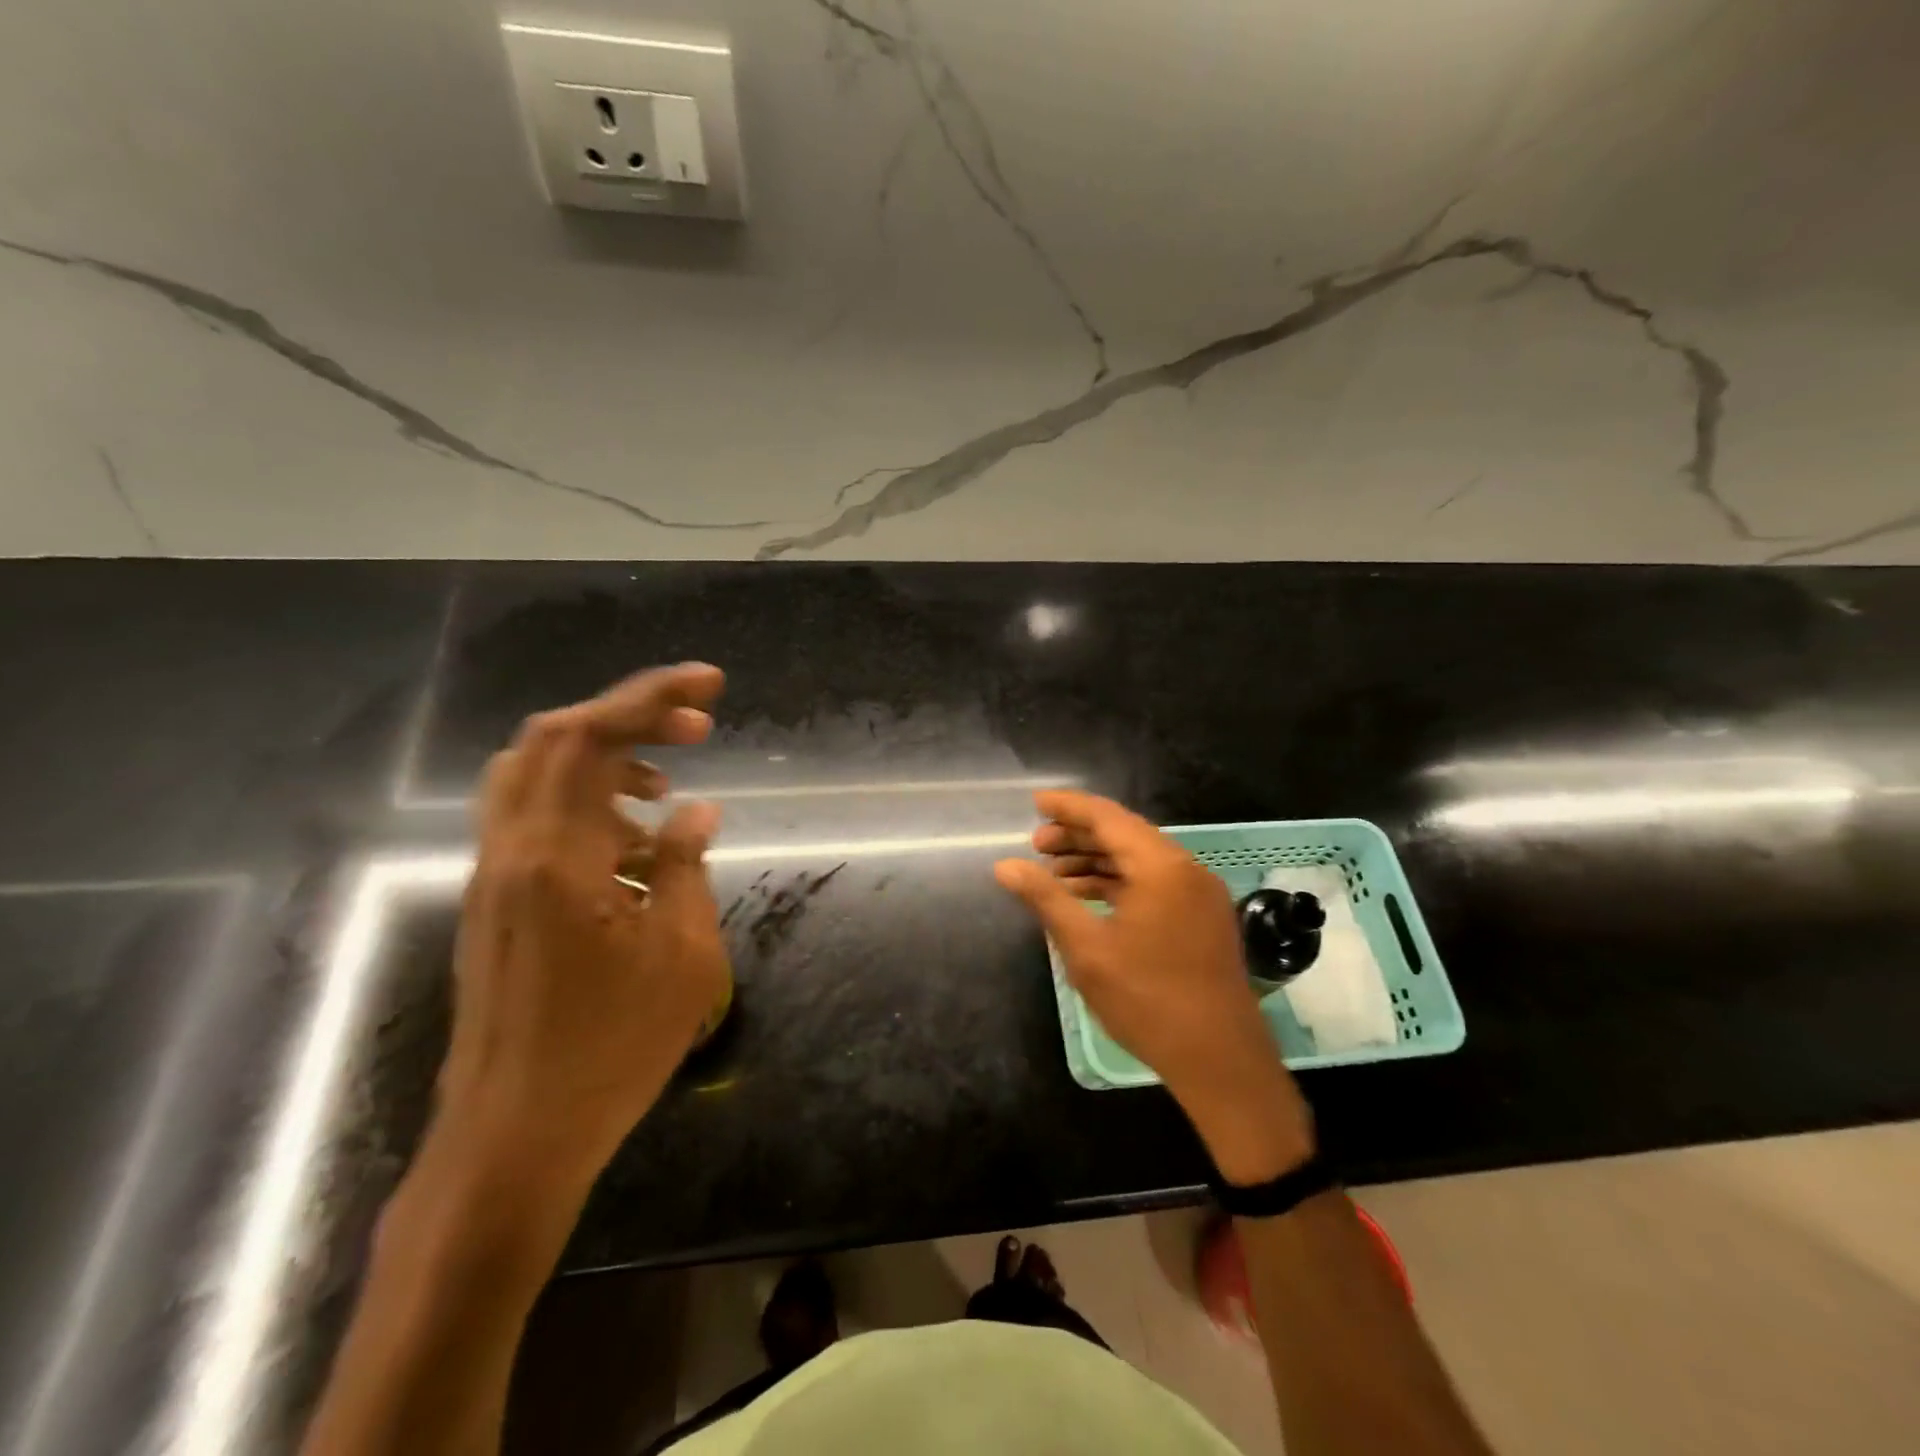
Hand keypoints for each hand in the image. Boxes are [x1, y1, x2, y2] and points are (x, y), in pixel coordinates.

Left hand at [435, 662, 731, 1196]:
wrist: (511, 1141)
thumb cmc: (608, 1051)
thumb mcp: (679, 956)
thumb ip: (684, 866)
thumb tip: (695, 810)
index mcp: (556, 858)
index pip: (592, 738)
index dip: (651, 696)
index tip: (710, 685)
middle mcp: (512, 852)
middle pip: (553, 740)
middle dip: (629, 716)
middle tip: (696, 727)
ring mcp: (495, 878)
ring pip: (535, 776)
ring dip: (604, 761)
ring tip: (665, 787)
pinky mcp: (496, 904)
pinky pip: (536, 821)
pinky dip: (588, 805)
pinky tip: (635, 848)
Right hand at [994, 791, 1314, 1182]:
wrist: (1219, 1059)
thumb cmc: (1147, 999)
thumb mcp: (1086, 948)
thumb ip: (1046, 898)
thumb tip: (1005, 866)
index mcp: (1160, 866)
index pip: (1108, 817)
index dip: (1069, 807)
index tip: (1035, 804)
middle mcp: (1185, 869)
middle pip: (1125, 834)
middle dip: (1079, 836)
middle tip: (1037, 845)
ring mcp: (1198, 894)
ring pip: (1139, 860)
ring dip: (1097, 861)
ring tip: (1055, 874)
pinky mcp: (1202, 917)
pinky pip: (1154, 883)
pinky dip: (1119, 883)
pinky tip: (1089, 899)